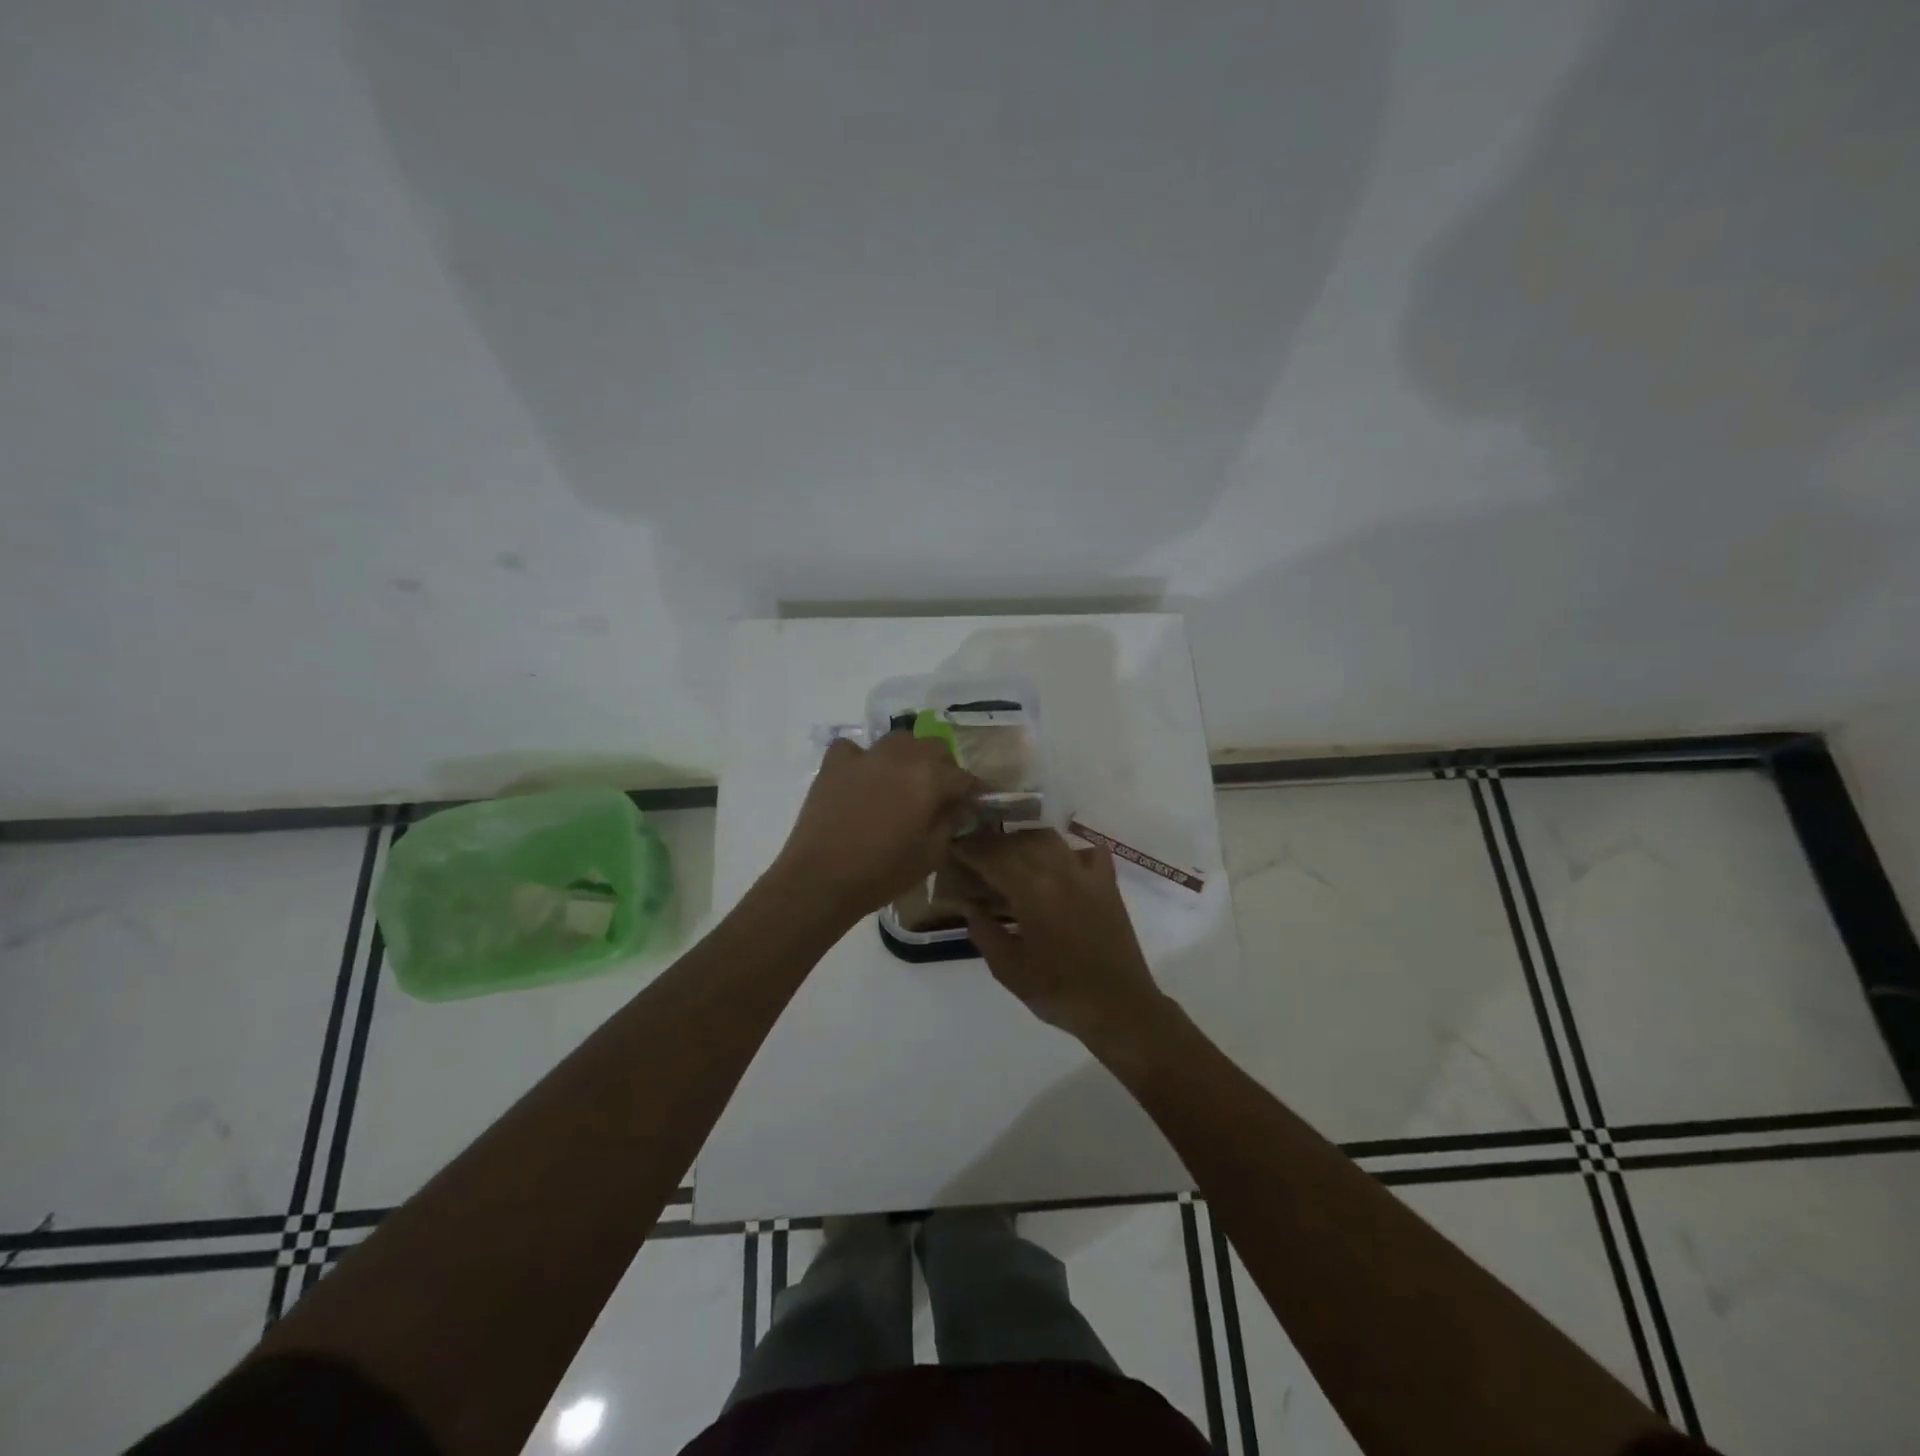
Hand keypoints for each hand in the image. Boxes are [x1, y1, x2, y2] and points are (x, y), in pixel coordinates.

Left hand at [771, 733, 979, 919]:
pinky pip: (854, 748)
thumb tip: (956, 806)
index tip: (976, 803)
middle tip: (940, 793)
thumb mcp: (932, 855)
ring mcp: (865, 756)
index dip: (973, 791)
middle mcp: (901, 757)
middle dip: (943, 767)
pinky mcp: (835, 763)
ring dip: (908, 756)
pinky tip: (862, 776)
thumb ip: (950, 822)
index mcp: (930, 778)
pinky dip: (862, 758)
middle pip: (934, 748)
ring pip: (898, 741)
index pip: (963, 777)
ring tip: (903, 780)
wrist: (821, 878)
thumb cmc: (883, 872)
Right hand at [951, 829, 1174, 1056]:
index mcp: (1031, 890)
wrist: (1119, 1007)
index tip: (952, 848)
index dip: (969, 850)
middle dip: (992, 844)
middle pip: (1018, 842)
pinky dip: (1068, 850)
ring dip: (1024, 841)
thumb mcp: (1009, 969)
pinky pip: (1087, 851)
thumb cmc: (1058, 992)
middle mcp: (1058, 870)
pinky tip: (1058, 862)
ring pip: (1048, 840)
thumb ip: (984, 931)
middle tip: (973, 853)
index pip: (991, 857)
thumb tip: (969, 904)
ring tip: (1008, 854)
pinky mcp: (1107, 883)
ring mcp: (1086, 874)